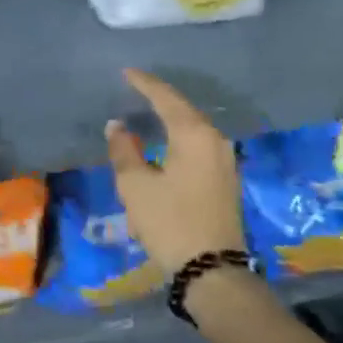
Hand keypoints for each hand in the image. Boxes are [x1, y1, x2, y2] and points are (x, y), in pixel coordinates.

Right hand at [106, 69, 244, 274]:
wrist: (212, 270)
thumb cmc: (170, 222)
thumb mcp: (135, 186)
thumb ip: (124, 150)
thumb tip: (117, 126)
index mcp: (193, 135)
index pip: (166, 98)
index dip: (144, 84)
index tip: (126, 72)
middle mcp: (214, 140)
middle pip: (183, 109)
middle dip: (159, 98)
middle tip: (136, 88)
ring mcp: (224, 160)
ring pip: (193, 128)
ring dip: (171, 118)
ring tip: (149, 110)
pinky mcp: (225, 179)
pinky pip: (199, 144)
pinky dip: (180, 135)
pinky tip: (167, 140)